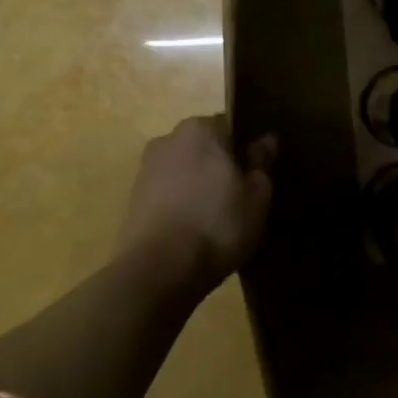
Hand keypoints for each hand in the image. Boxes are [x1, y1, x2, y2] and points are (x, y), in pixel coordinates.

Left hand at [119, 116, 275, 300]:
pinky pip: (167, 191)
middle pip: (204, 146)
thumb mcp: (256, 197)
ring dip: (197, 183)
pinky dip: (179, 202)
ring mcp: (146, 168)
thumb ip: (261, 163)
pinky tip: (192, 227)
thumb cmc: (217, 224)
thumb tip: (265, 141)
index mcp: (201, 129)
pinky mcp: (132, 198)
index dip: (244, 150)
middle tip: (237, 196)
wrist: (158, 271)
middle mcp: (169, 138)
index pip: (231, 126)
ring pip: (183, 168)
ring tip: (214, 216)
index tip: (253, 175)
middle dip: (218, 164)